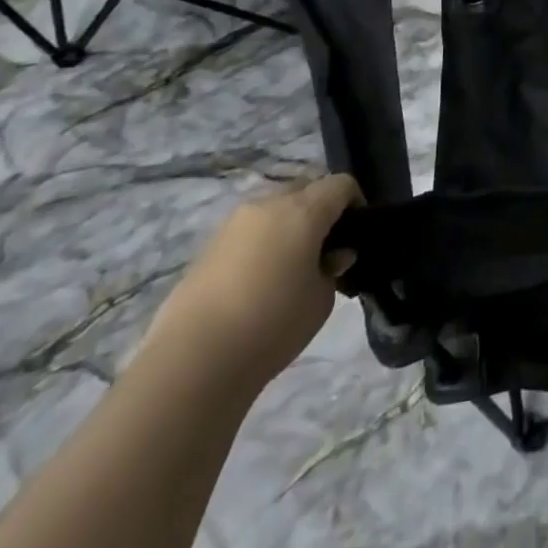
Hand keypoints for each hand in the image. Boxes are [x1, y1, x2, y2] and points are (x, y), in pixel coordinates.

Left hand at [141, 173, 361, 390]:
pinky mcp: (207, 248)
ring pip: (273, 210)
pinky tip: (257, 284)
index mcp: (303, 210)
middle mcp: (268, 204)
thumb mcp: (322, 299)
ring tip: (289, 269)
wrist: (192, 362)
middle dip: (320, 212)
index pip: (341, 184)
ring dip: (287, 227)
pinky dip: (260, 245)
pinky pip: (248, 233)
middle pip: (305, 191)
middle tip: (324, 251)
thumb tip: (332, 256)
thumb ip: (332, 268)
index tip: (356, 234)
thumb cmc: (272, 324)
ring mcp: (233, 224)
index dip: (355, 203)